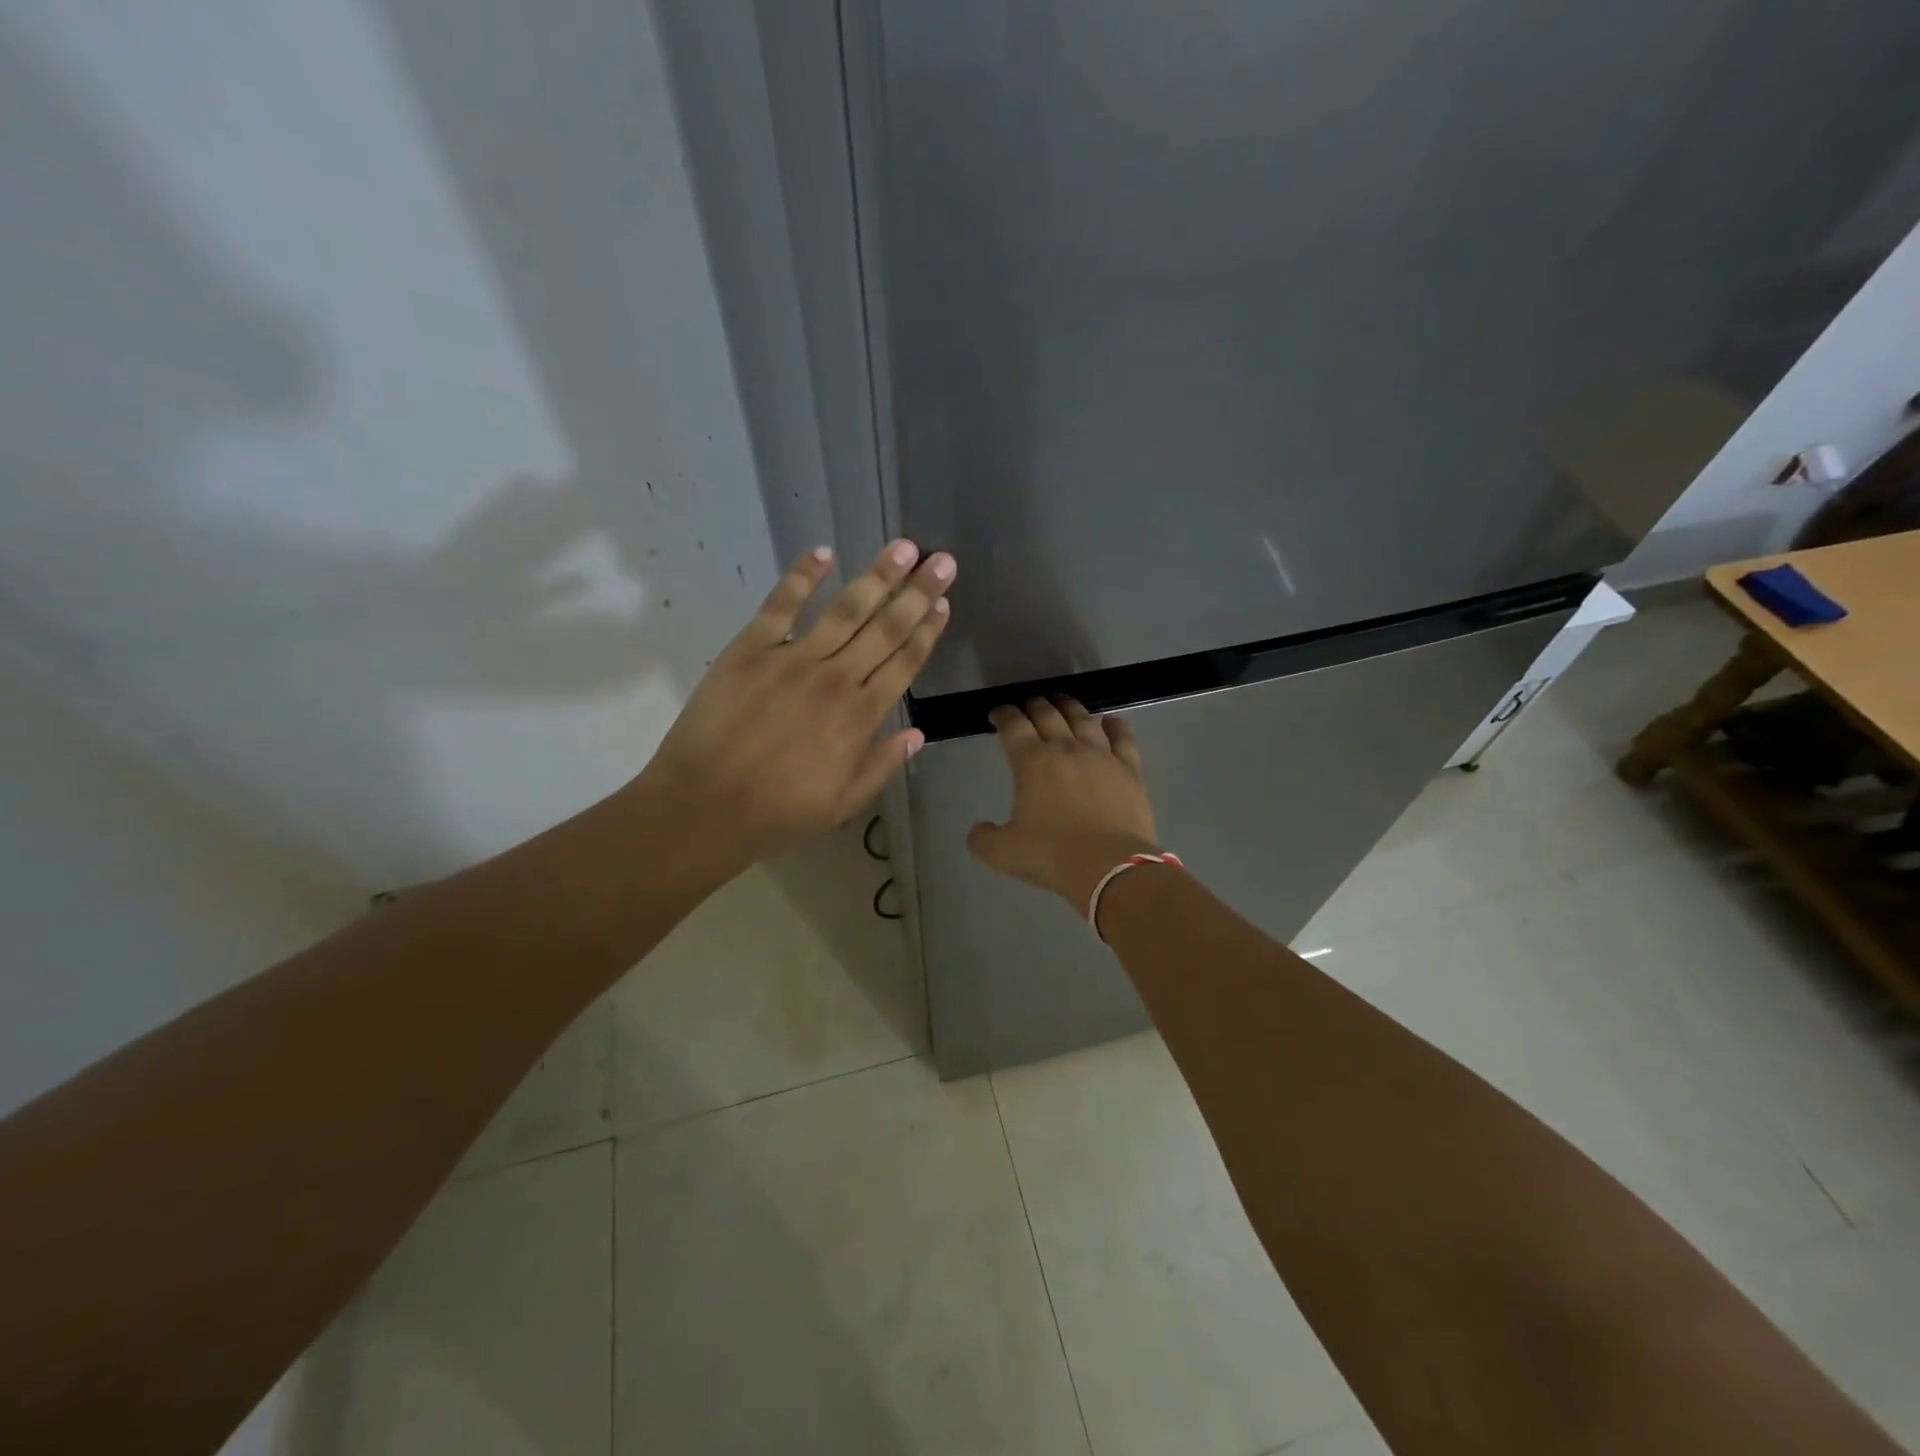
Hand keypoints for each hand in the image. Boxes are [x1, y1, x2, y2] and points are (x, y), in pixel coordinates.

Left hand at [632, 539, 954, 878]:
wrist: (705, 807)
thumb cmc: (779, 813)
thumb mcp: (844, 802)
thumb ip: (883, 764)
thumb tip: (919, 735)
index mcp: (860, 717)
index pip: (904, 663)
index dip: (927, 631)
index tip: (944, 605)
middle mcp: (835, 678)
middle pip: (885, 628)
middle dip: (918, 593)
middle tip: (942, 561)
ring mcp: (792, 659)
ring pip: (845, 609)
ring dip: (877, 576)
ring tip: (904, 547)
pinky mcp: (750, 648)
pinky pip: (781, 604)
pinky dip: (802, 576)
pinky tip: (823, 552)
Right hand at [967, 697, 1159, 910]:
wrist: (1110, 867)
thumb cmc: (1052, 855)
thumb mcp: (1003, 854)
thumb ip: (983, 839)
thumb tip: (978, 830)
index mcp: (1032, 762)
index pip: (1013, 725)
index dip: (1003, 715)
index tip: (997, 714)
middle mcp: (1066, 748)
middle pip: (1047, 714)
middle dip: (1033, 706)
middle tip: (1027, 706)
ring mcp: (1101, 756)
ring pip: (1083, 719)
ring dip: (1069, 707)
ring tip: (1062, 703)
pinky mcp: (1129, 770)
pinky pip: (1122, 738)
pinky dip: (1114, 726)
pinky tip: (1110, 721)